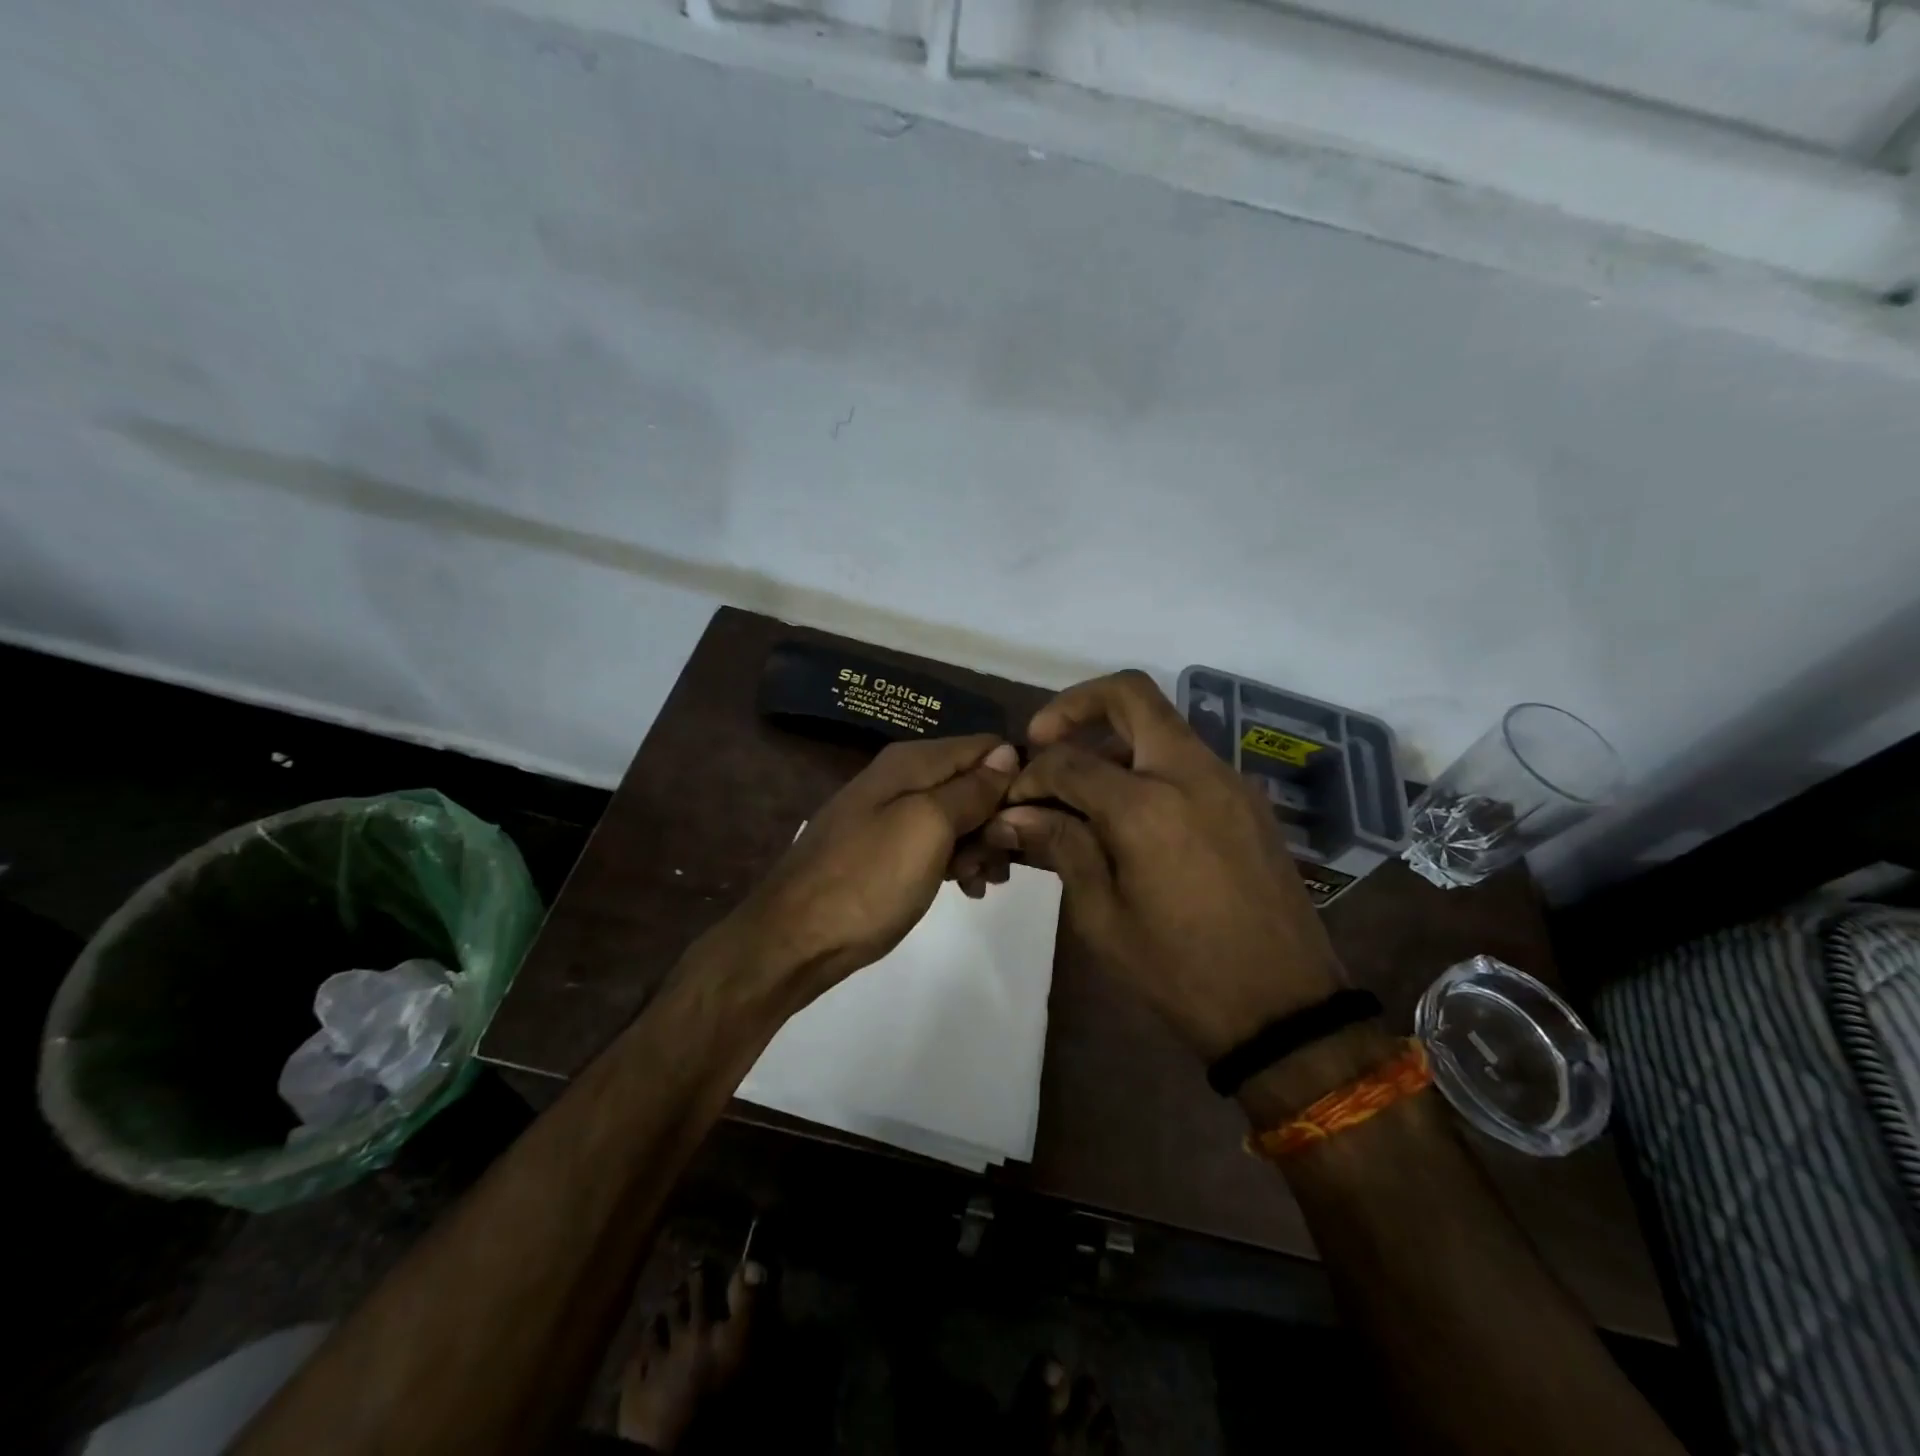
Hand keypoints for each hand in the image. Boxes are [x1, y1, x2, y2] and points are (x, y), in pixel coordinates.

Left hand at [740, 734, 1020, 1002]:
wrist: (794, 940)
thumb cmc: (868, 881)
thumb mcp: (927, 828)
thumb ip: (969, 789)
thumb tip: (1007, 752)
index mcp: (911, 762)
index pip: (985, 746)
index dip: (1013, 777)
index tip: (1028, 819)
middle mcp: (901, 779)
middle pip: (973, 782)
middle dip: (996, 819)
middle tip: (1001, 863)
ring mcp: (890, 815)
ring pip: (958, 817)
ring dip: (980, 846)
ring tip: (983, 883)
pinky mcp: (885, 850)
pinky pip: (934, 843)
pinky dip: (956, 862)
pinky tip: (965, 890)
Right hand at [983, 671, 1341, 1059]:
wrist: (1285, 1009)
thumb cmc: (1180, 972)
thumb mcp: (1103, 917)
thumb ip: (1061, 848)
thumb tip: (1015, 815)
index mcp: (1147, 806)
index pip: (1069, 761)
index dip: (1031, 775)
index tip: (1013, 801)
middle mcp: (1191, 773)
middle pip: (1130, 695)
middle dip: (1076, 706)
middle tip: (1044, 740)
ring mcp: (1228, 781)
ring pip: (1161, 725)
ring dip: (1112, 738)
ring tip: (1081, 789)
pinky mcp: (1247, 800)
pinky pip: (1187, 758)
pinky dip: (1147, 764)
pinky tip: (1128, 813)